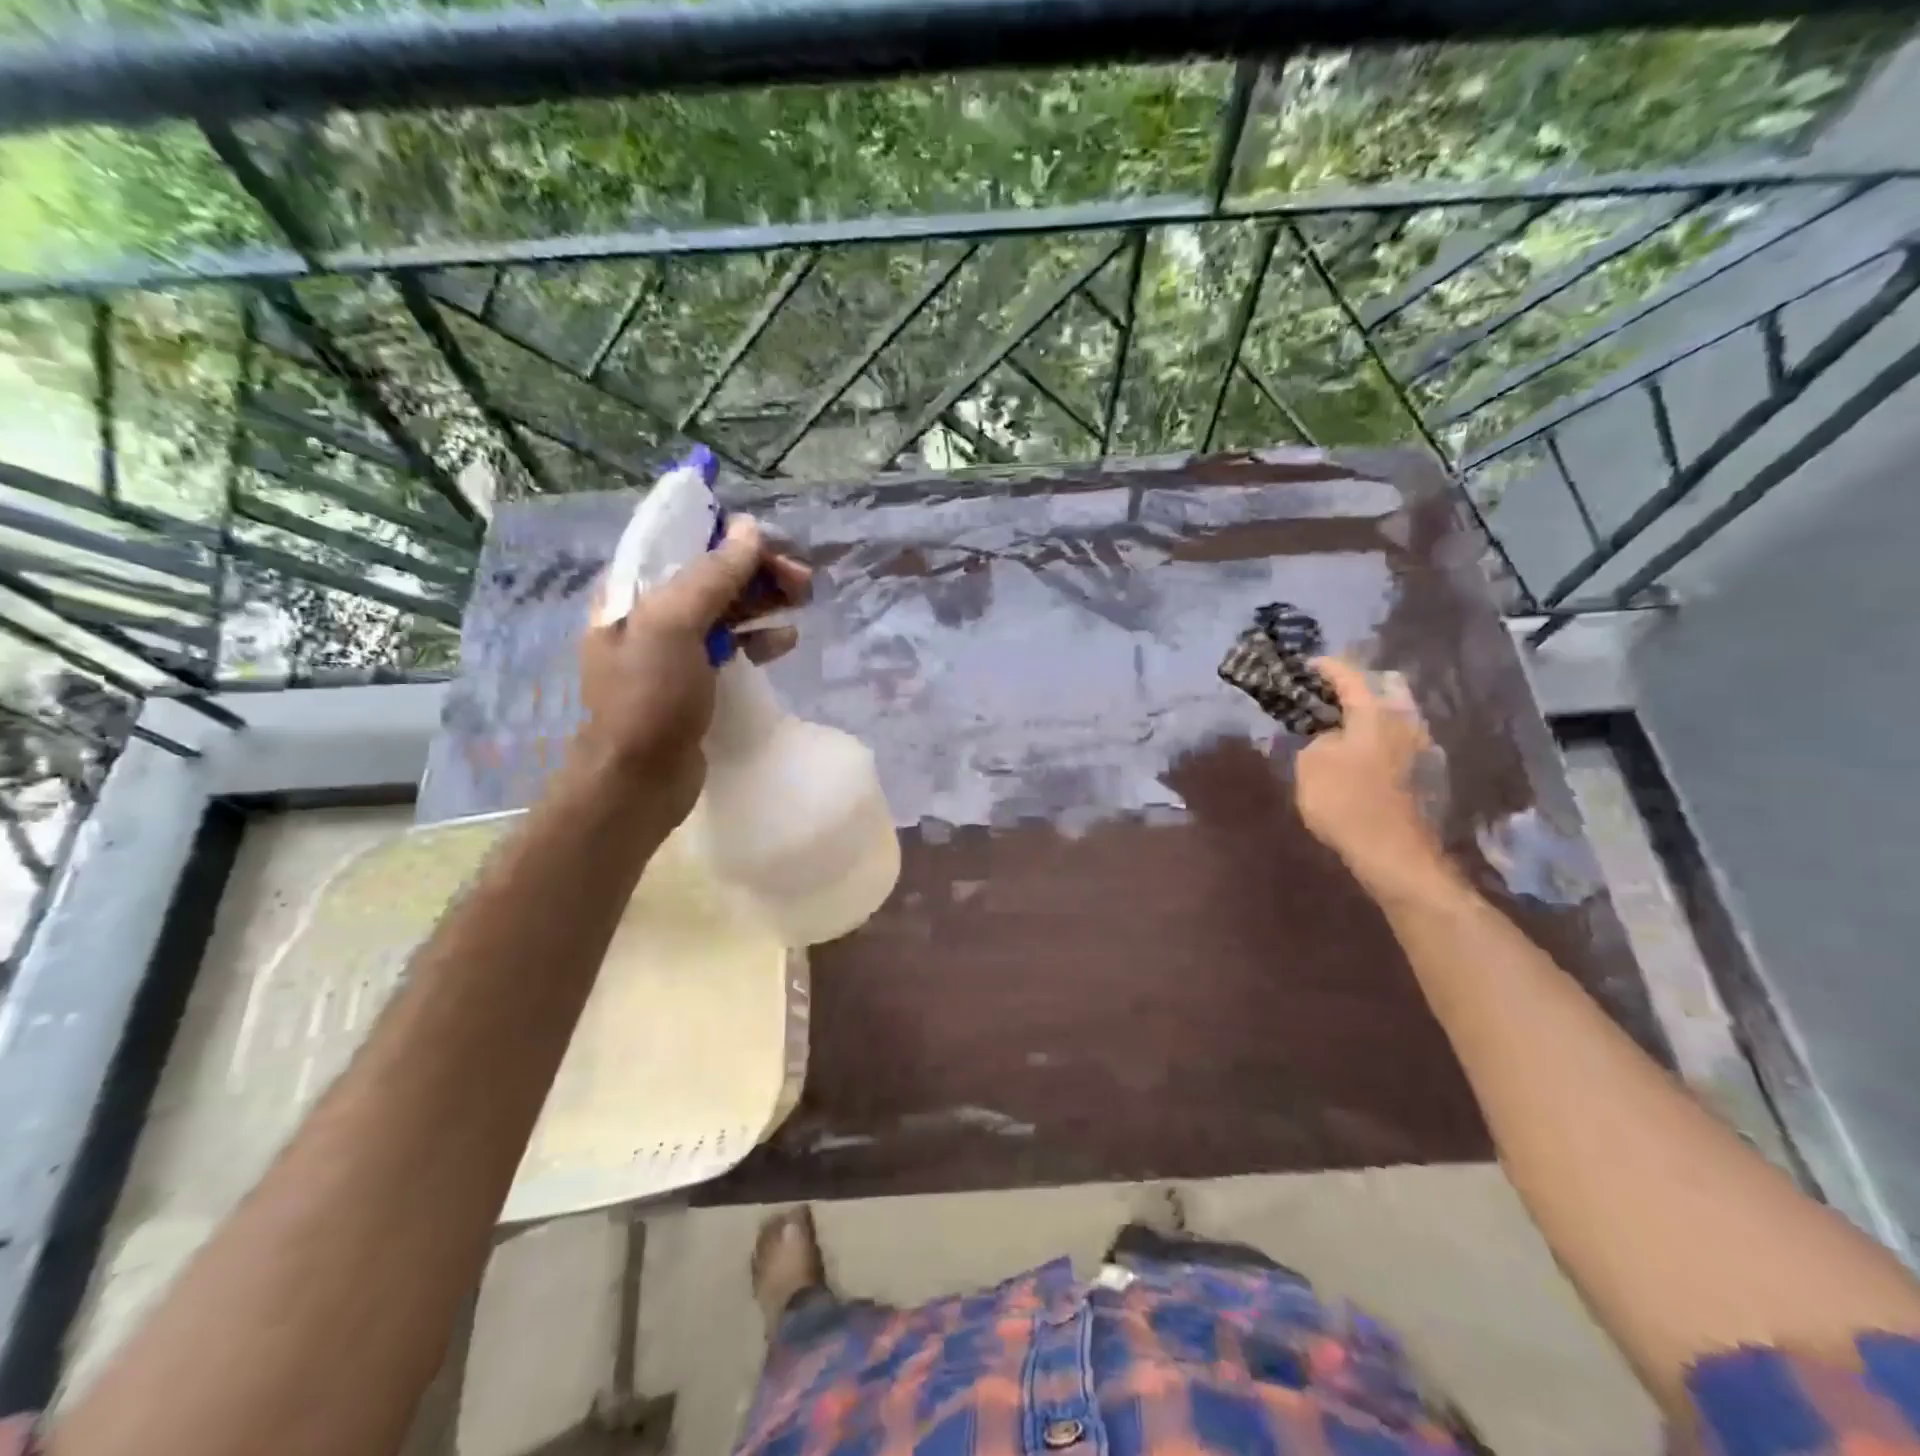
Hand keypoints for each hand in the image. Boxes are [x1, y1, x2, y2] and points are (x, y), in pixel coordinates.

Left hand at [574, 515, 811, 825]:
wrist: (638, 781)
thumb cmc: (648, 699)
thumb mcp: (673, 626)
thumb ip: (712, 575)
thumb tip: (749, 529)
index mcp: (631, 589)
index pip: (682, 541)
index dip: (728, 535)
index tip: (772, 543)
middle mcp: (649, 611)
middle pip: (711, 573)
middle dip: (757, 570)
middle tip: (802, 580)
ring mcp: (673, 648)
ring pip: (726, 608)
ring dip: (764, 600)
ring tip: (803, 601)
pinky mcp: (695, 678)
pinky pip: (732, 644)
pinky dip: (759, 637)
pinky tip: (785, 642)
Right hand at [1294, 657, 1448, 892]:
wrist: (1392, 852)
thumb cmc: (1345, 800)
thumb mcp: (1310, 763)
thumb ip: (1316, 738)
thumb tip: (1328, 735)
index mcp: (1375, 711)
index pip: (1348, 675)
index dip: (1325, 666)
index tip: (1306, 664)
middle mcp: (1404, 720)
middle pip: (1383, 688)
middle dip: (1356, 687)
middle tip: (1328, 696)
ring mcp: (1419, 746)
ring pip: (1393, 714)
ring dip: (1367, 714)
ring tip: (1339, 725)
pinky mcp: (1422, 772)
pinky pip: (1396, 739)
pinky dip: (1376, 737)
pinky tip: (1358, 752)